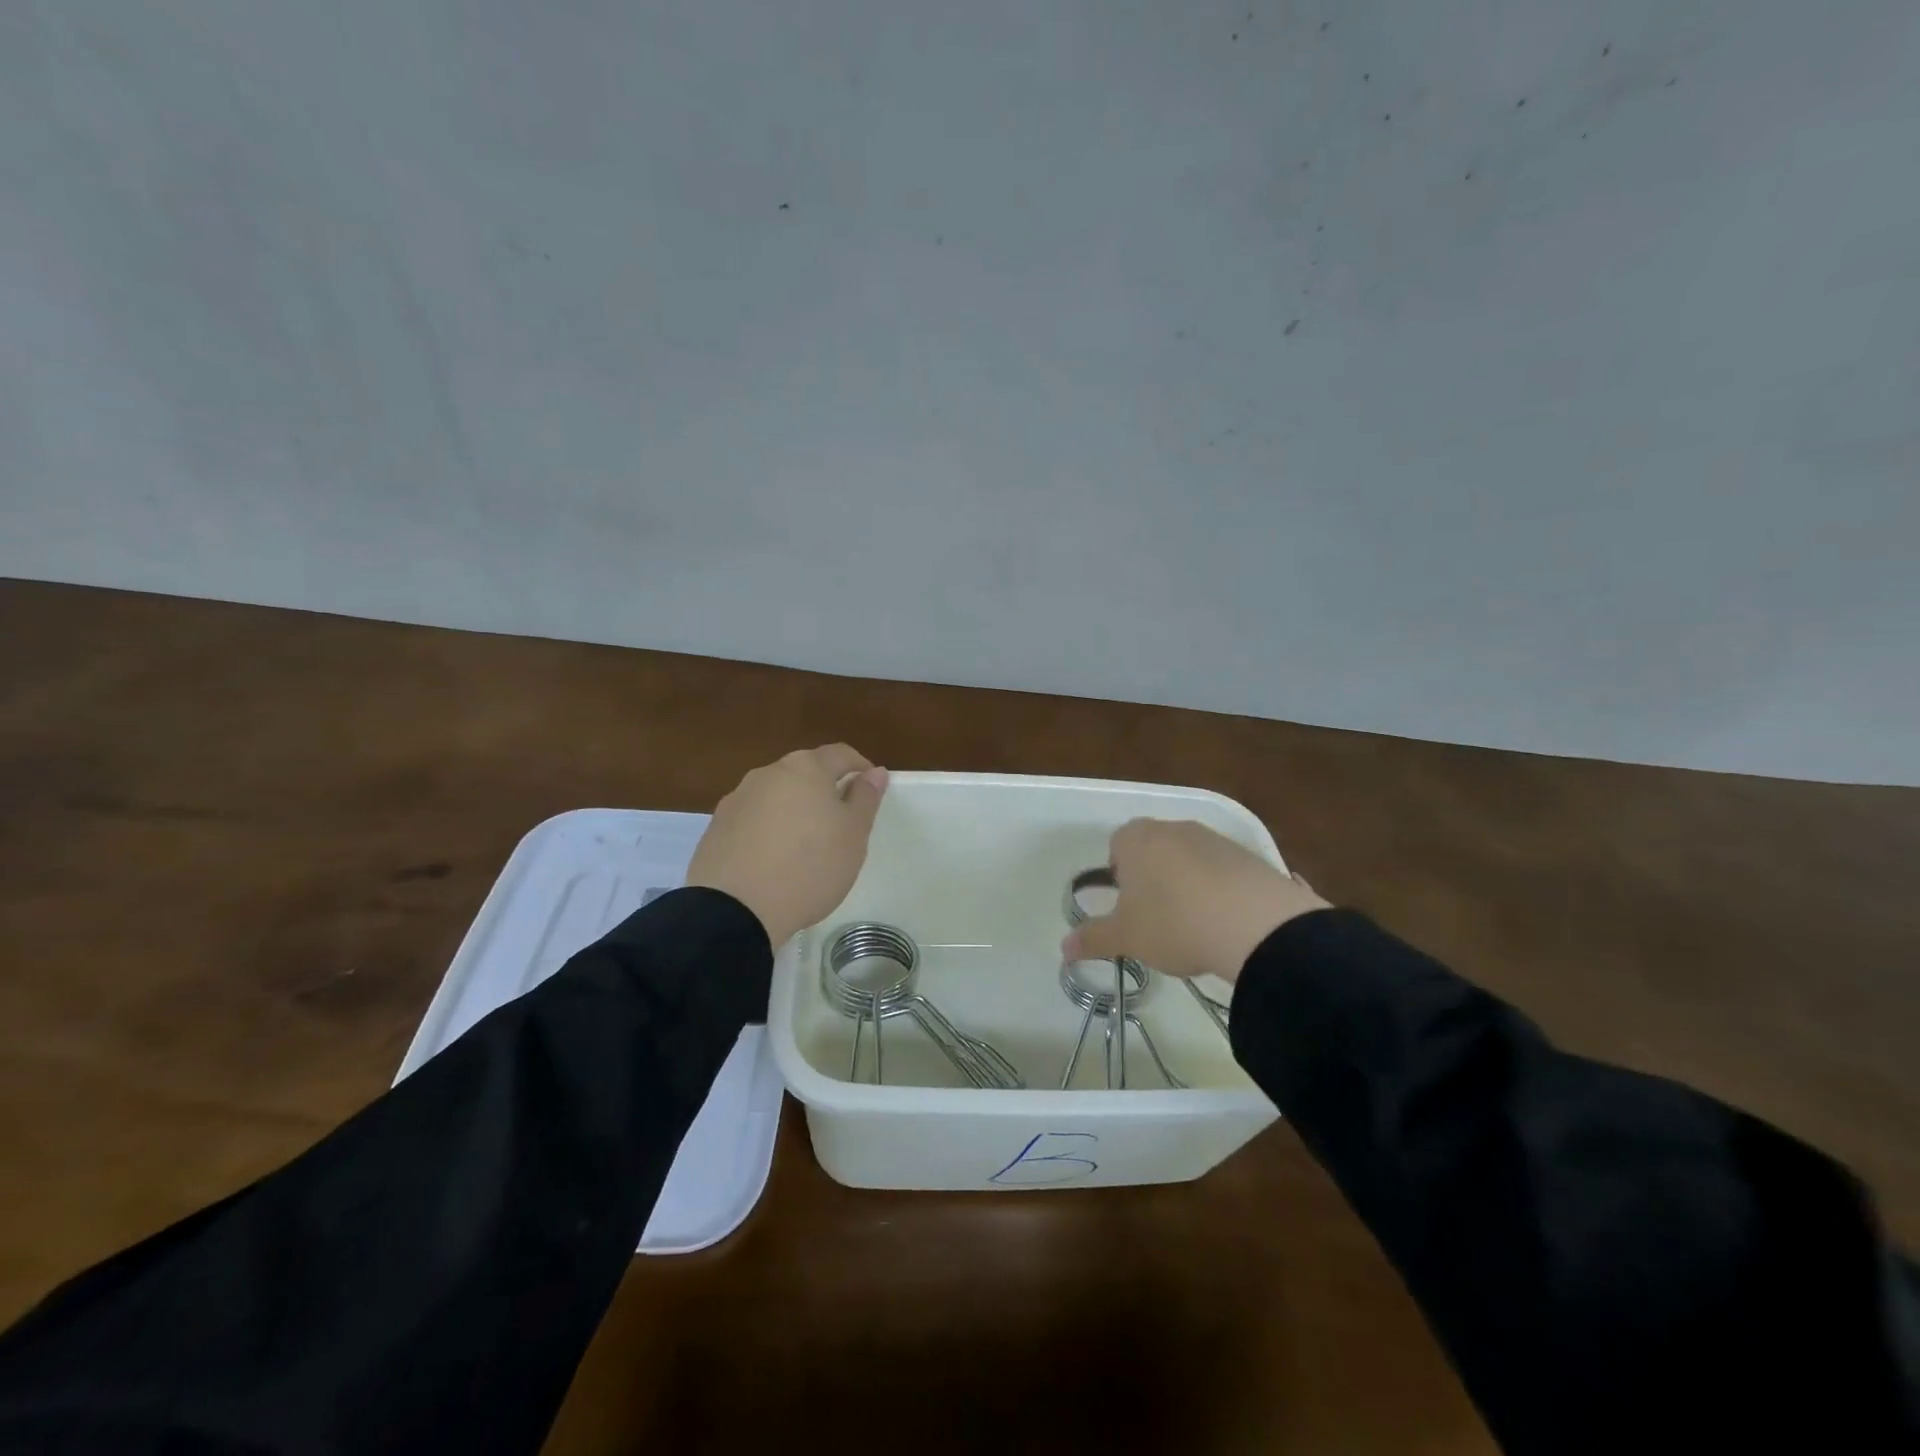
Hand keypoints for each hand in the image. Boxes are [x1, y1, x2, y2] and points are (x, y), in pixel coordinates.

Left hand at [686, 745, 888, 945]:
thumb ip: (865, 798)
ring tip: (804, 846)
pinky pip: (752, 819)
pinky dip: (768, 830)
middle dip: (824, 789)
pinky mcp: (716, 827)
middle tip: (840, 823)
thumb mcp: (853, 835)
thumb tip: (875, 772)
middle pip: (805, 772)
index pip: (841, 754)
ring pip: (776, 795)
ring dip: (794, 810)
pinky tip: (772, 860)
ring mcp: (737, 799)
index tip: (870, 791)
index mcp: (806, 768)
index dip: (860, 768)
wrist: (735, 910)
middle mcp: (768, 773)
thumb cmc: (810, 867)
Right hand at [1061, 819, 1327, 983]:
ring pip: (1189, 857)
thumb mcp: (1126, 937)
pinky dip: (1220, 890)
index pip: (1117, 844)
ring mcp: (1215, 839)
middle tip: (1155, 916)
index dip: (1118, 873)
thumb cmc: (1173, 923)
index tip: (1127, 905)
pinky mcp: (1249, 856)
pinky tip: (1225, 922)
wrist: (1255, 925)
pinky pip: (1223, 870)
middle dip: (1151, 876)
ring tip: (1194, 923)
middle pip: (1153, 848)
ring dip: (1187, 882)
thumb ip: (1092, 938)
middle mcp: (1174, 828)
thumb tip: (1063, 948)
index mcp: (1137, 839)